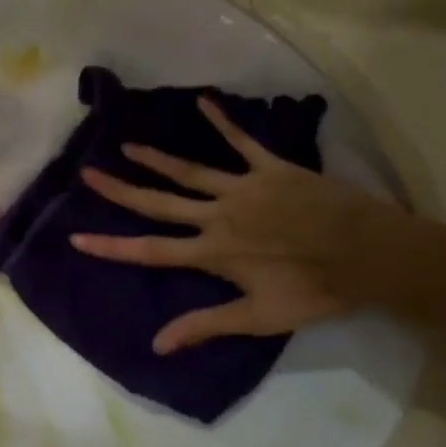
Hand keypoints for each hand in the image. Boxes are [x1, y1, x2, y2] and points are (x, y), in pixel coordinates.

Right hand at [70, 96, 404, 350]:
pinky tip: (203, 101)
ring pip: (189, 171)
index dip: (111, 247)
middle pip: (159, 202)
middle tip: (88, 173)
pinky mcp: (271, 168)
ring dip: (156, 159)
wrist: (369, 254)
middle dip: (120, 190)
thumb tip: (157, 345)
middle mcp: (217, 215)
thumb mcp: (259, 318)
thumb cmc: (314, 290)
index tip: (76, 238)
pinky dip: (222, 121)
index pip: (150, 250)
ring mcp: (242, 188)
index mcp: (211, 252)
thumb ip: (205, 326)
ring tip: (126, 146)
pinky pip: (241, 141)